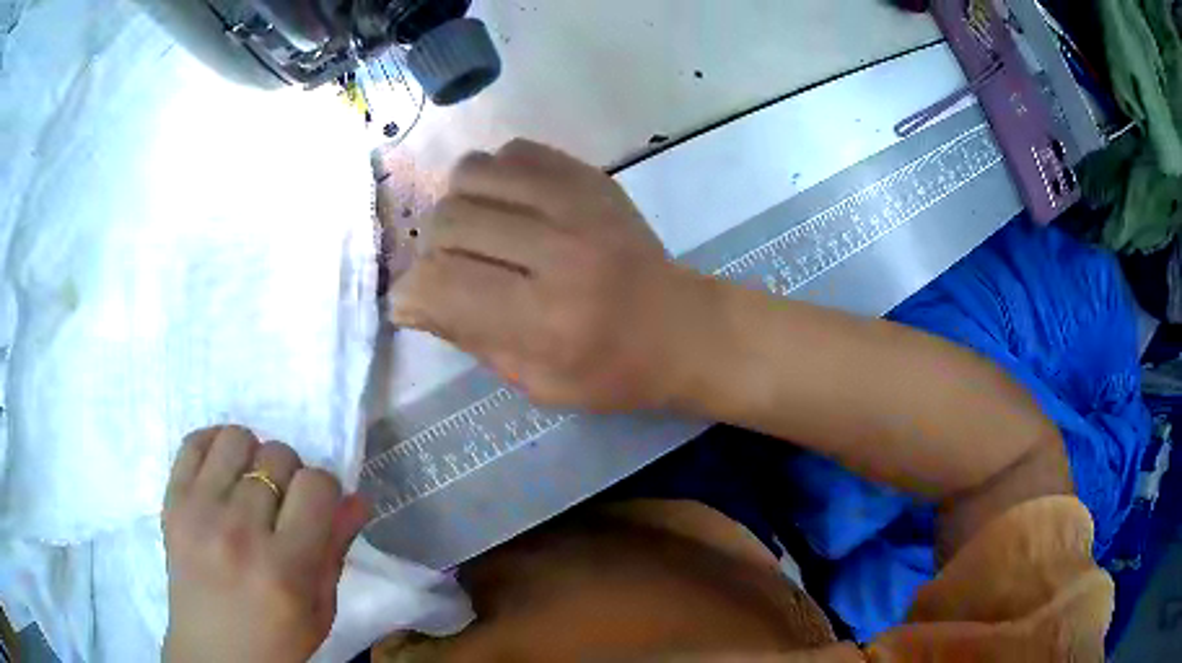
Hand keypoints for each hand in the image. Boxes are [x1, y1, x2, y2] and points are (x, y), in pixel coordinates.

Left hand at [163, 426, 369, 662]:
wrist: (212, 654)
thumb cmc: (276, 642)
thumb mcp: (320, 610)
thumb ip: (335, 551)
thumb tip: (356, 499)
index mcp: (285, 569)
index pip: (317, 486)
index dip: (324, 491)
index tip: (317, 509)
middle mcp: (240, 534)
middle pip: (278, 456)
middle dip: (290, 475)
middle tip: (281, 505)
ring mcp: (199, 513)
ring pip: (237, 438)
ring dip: (252, 457)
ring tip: (248, 487)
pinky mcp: (171, 503)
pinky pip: (194, 442)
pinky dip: (214, 446)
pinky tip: (222, 472)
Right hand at [388, 139, 705, 411]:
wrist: (684, 328)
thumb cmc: (612, 371)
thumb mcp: (537, 384)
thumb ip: (469, 337)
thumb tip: (411, 299)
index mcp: (545, 319)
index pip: (440, 283)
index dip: (410, 296)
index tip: (414, 304)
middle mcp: (557, 250)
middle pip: (448, 221)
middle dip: (433, 252)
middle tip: (453, 270)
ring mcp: (577, 203)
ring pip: (471, 173)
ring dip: (459, 206)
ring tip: (479, 233)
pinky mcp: (590, 177)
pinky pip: (512, 151)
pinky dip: (496, 177)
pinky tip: (510, 206)